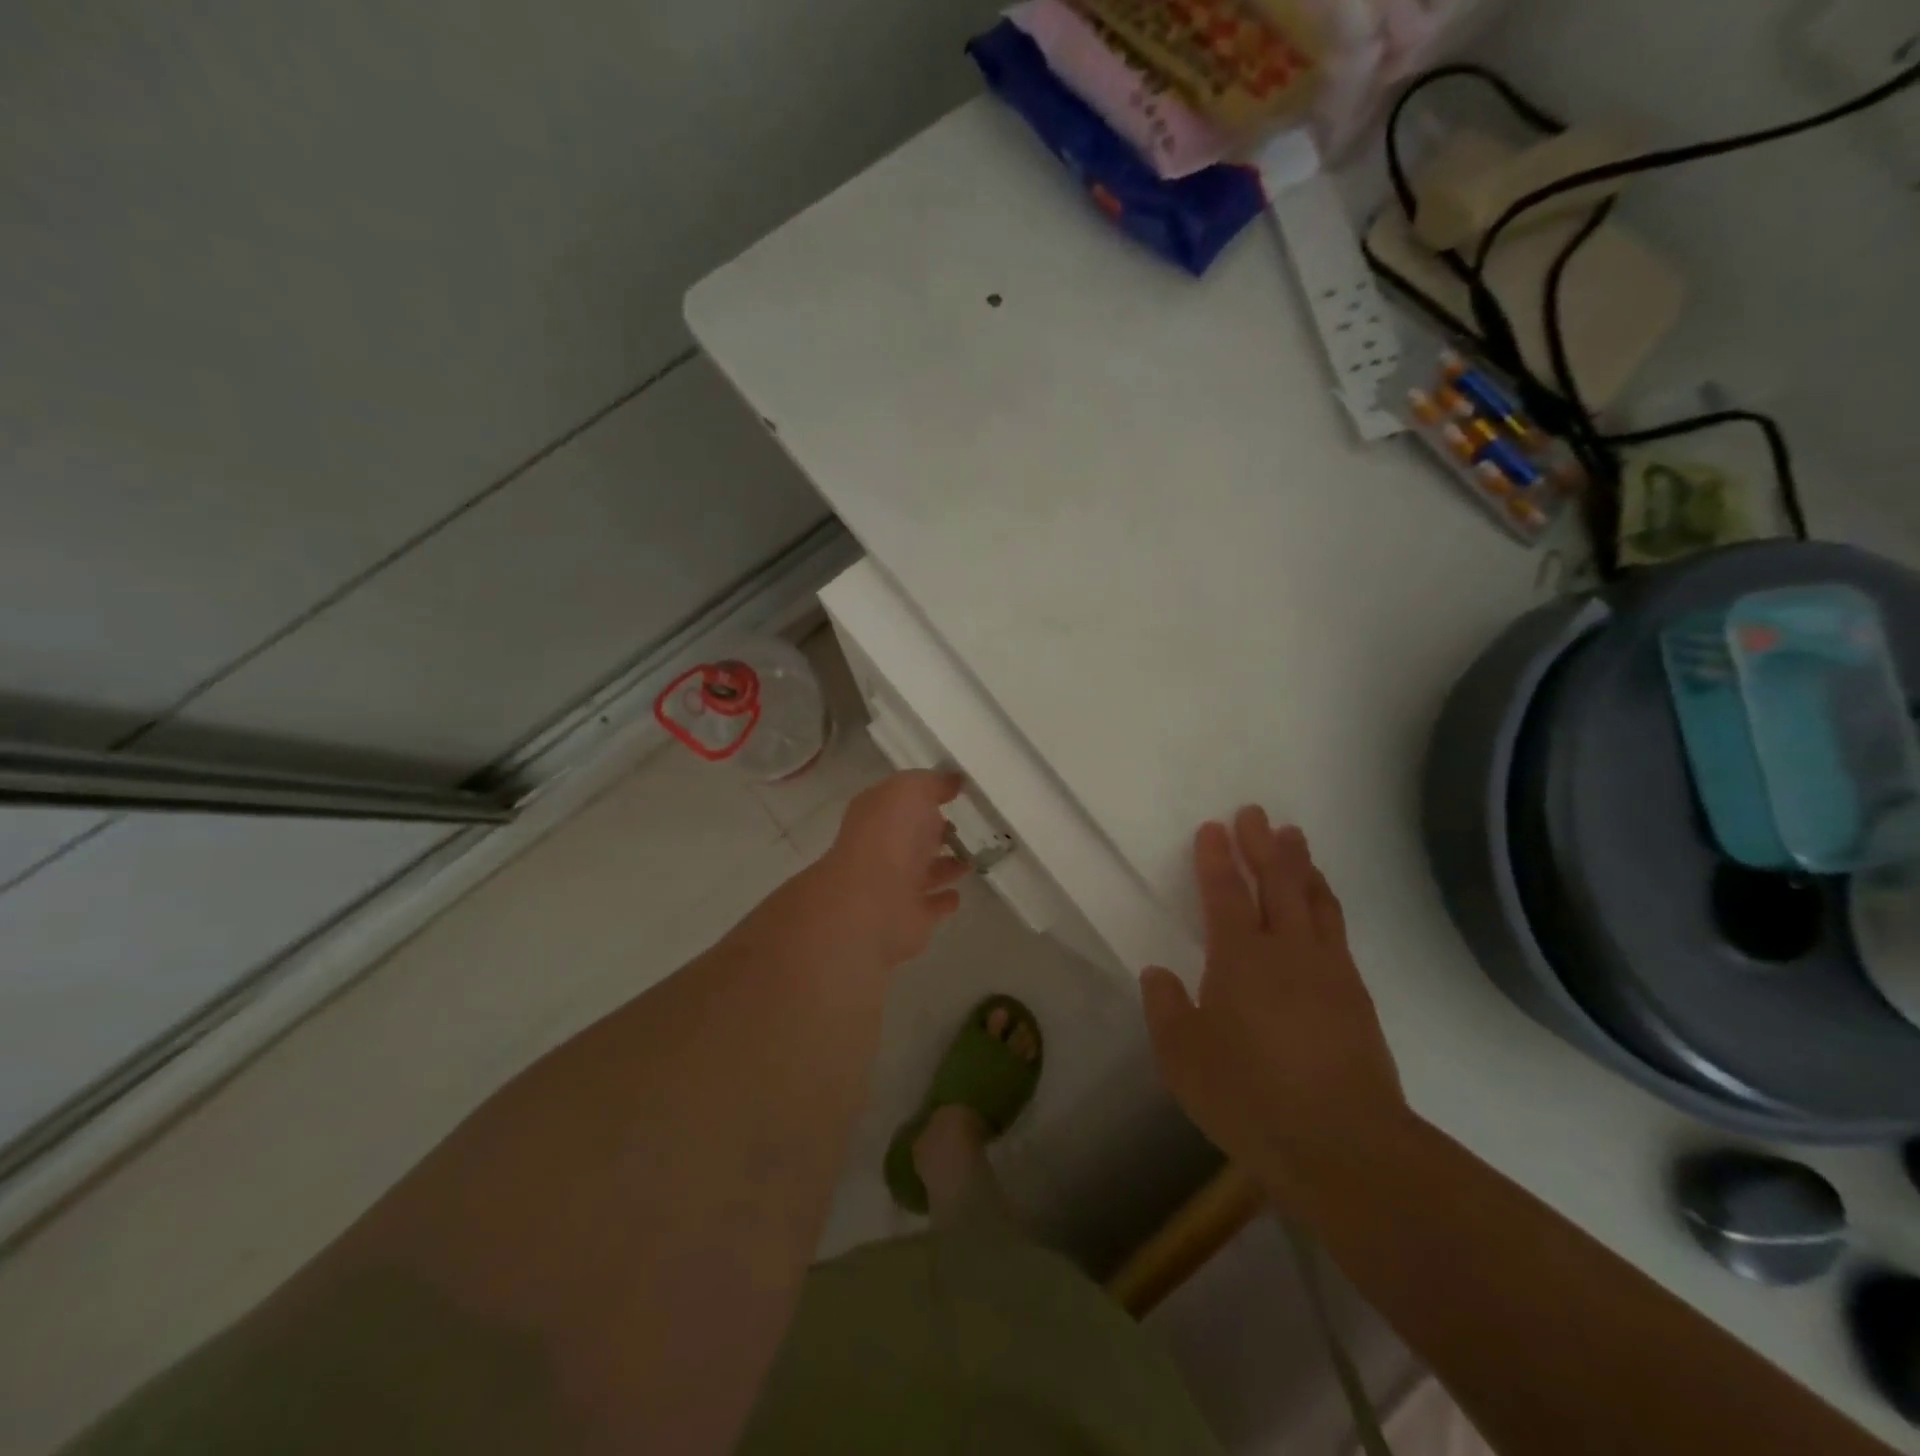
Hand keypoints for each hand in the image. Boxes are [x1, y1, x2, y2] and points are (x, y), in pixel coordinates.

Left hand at [817, 770, 967, 966]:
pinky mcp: (908, 918)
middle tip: (962, 827)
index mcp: (876, 815)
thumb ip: (932, 783)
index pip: (900, 802)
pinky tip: (958, 894)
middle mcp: (881, 849)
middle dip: (933, 832)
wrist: (873, 902)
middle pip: (910, 838)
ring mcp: (893, 886)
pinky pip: (930, 906)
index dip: (924, 795)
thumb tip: (952, 780)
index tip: (954, 793)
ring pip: (922, 872)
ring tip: (970, 859)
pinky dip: (942, 900)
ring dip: (943, 867)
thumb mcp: (911, 790)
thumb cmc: (890, 835)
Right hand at [1140, 808, 1406, 1175]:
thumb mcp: (1184, 1060)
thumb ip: (1167, 1009)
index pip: (1226, 894)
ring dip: (1301, 865)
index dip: (1216, 859)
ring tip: (1294, 839)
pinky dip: (1326, 901)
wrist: (1346, 1147)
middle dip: (1263, 845)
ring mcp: (1328, 970)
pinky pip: (1337, 928)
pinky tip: (1323, 901)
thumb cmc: (1251, 1098)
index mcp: (1240, 959)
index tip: (1213, 828)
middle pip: (1277, 883)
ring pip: (1315, 900)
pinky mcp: (1356, 995)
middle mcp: (1287, 951)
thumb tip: (1159, 973)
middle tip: (1256, 814)